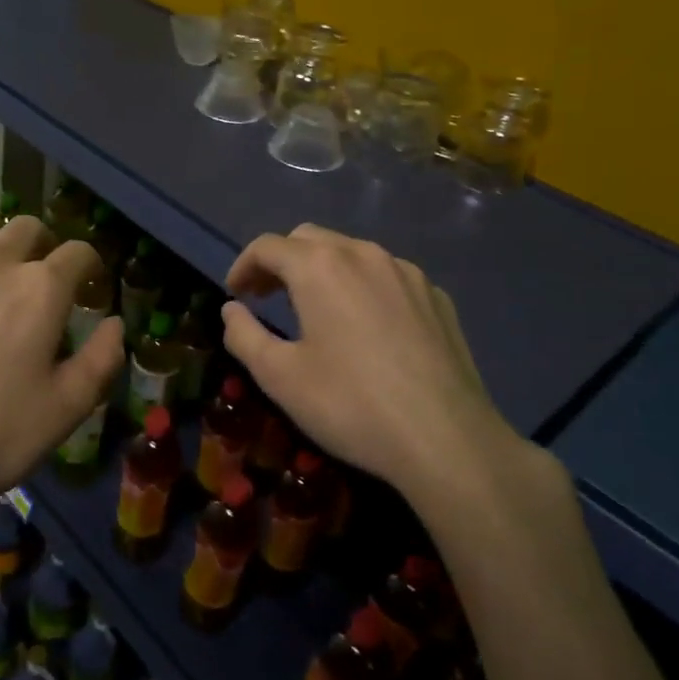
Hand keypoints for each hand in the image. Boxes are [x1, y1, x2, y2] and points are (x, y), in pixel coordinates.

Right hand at [221, 224, 522, 492]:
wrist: (447, 440)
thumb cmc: (351, 405)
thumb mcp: (279, 377)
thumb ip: (244, 335)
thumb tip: (231, 310)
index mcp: (320, 267)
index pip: (267, 246)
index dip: (243, 265)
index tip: (234, 294)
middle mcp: (364, 254)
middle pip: (309, 239)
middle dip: (281, 261)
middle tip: (266, 297)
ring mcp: (407, 273)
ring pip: (352, 253)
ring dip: (323, 270)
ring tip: (314, 309)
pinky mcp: (436, 297)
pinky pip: (387, 276)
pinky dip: (362, 287)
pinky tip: (365, 326)